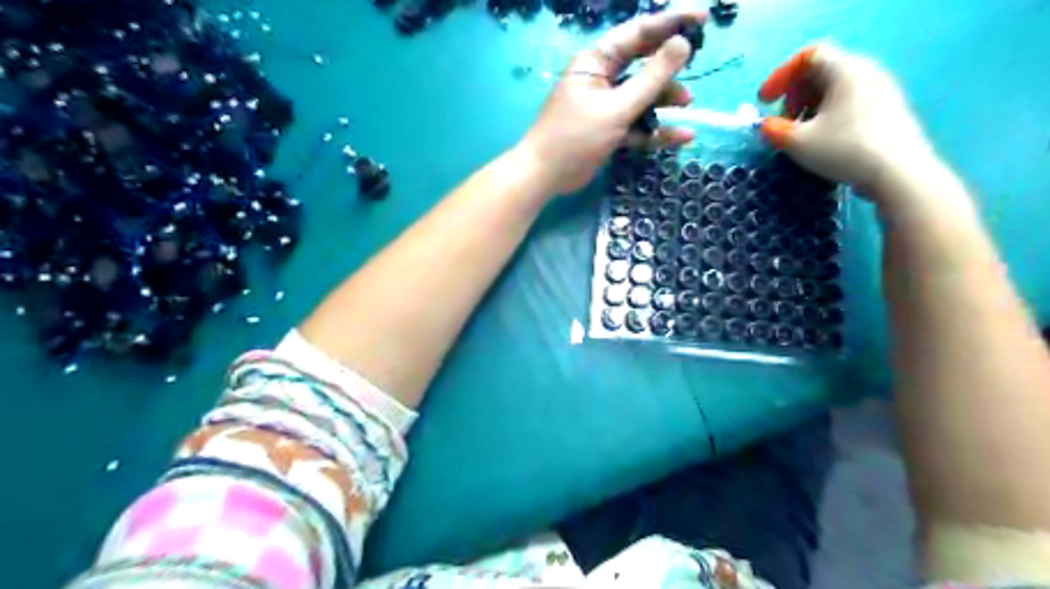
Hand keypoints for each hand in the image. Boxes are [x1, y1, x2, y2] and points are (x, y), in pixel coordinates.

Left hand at [518, 10, 703, 191]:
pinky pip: (638, 125)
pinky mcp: (609, 131)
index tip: (703, 17)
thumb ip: (652, 78)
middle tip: (699, 58)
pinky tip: (681, 136)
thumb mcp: (617, 107)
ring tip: (687, 103)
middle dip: (670, 64)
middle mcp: (603, 79)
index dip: (671, 23)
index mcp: (597, 62)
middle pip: (643, 63)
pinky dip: (656, 130)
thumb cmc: (576, 136)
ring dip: (665, 99)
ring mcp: (606, 106)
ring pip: (643, 96)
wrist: (545, 176)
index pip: (639, 33)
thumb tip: (683, 43)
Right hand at [761, 43, 938, 199]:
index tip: (764, 102)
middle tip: (782, 122)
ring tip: (800, 135)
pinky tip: (823, 141)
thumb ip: (774, 131)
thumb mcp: (798, 143)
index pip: (808, 57)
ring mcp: (882, 91)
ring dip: (810, 108)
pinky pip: (850, 102)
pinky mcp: (888, 111)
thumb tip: (766, 126)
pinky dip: (828, 115)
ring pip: (836, 89)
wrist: (898, 173)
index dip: (780, 76)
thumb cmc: (844, 149)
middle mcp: (866, 72)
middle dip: (794, 95)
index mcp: (845, 70)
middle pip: (822, 72)